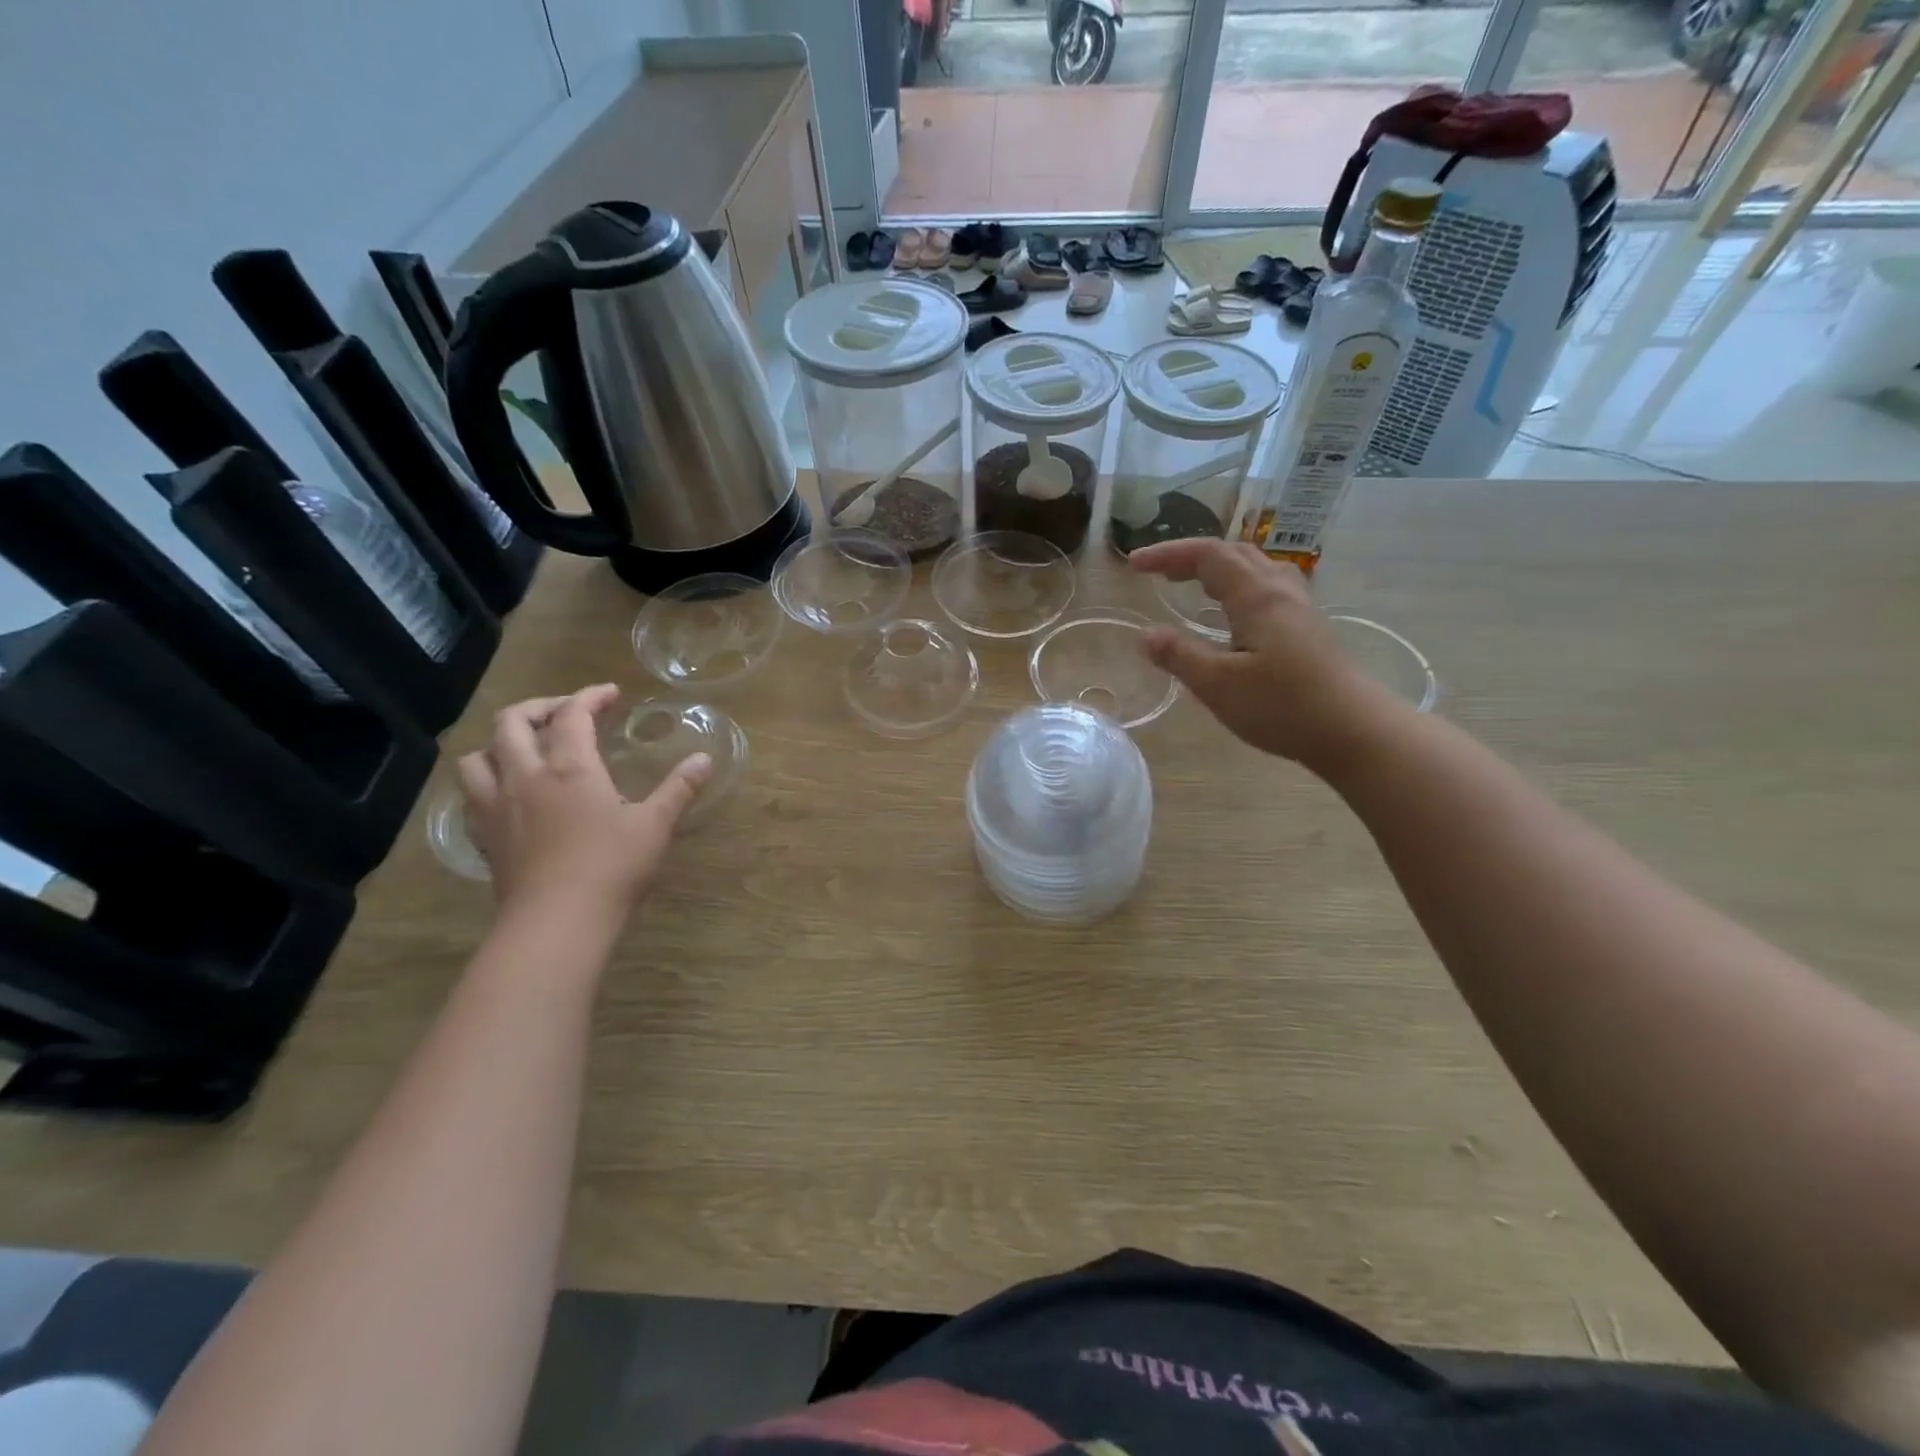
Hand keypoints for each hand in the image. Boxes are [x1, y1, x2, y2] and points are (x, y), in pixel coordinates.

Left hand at [457, 685, 711, 922]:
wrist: (556, 922)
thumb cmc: (611, 868)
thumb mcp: (655, 826)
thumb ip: (679, 788)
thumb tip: (704, 759)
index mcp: (570, 768)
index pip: (572, 714)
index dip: (590, 696)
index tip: (610, 694)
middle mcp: (526, 777)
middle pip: (512, 723)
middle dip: (539, 708)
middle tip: (565, 714)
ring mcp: (497, 806)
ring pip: (478, 756)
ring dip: (500, 743)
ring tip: (525, 749)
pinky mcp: (485, 836)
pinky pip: (472, 794)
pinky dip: (487, 780)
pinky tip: (509, 794)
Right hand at [1129, 538, 1394, 770]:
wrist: (1354, 731)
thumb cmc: (1282, 706)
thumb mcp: (1218, 685)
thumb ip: (1179, 656)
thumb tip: (1146, 635)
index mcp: (1256, 596)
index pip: (1207, 555)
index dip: (1168, 554)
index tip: (1134, 564)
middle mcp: (1280, 591)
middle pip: (1234, 554)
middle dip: (1192, 557)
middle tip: (1159, 574)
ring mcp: (1300, 609)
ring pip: (1257, 569)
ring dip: (1220, 568)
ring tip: (1195, 586)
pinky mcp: (1310, 629)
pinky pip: (1269, 589)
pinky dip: (1240, 587)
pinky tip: (1236, 615)